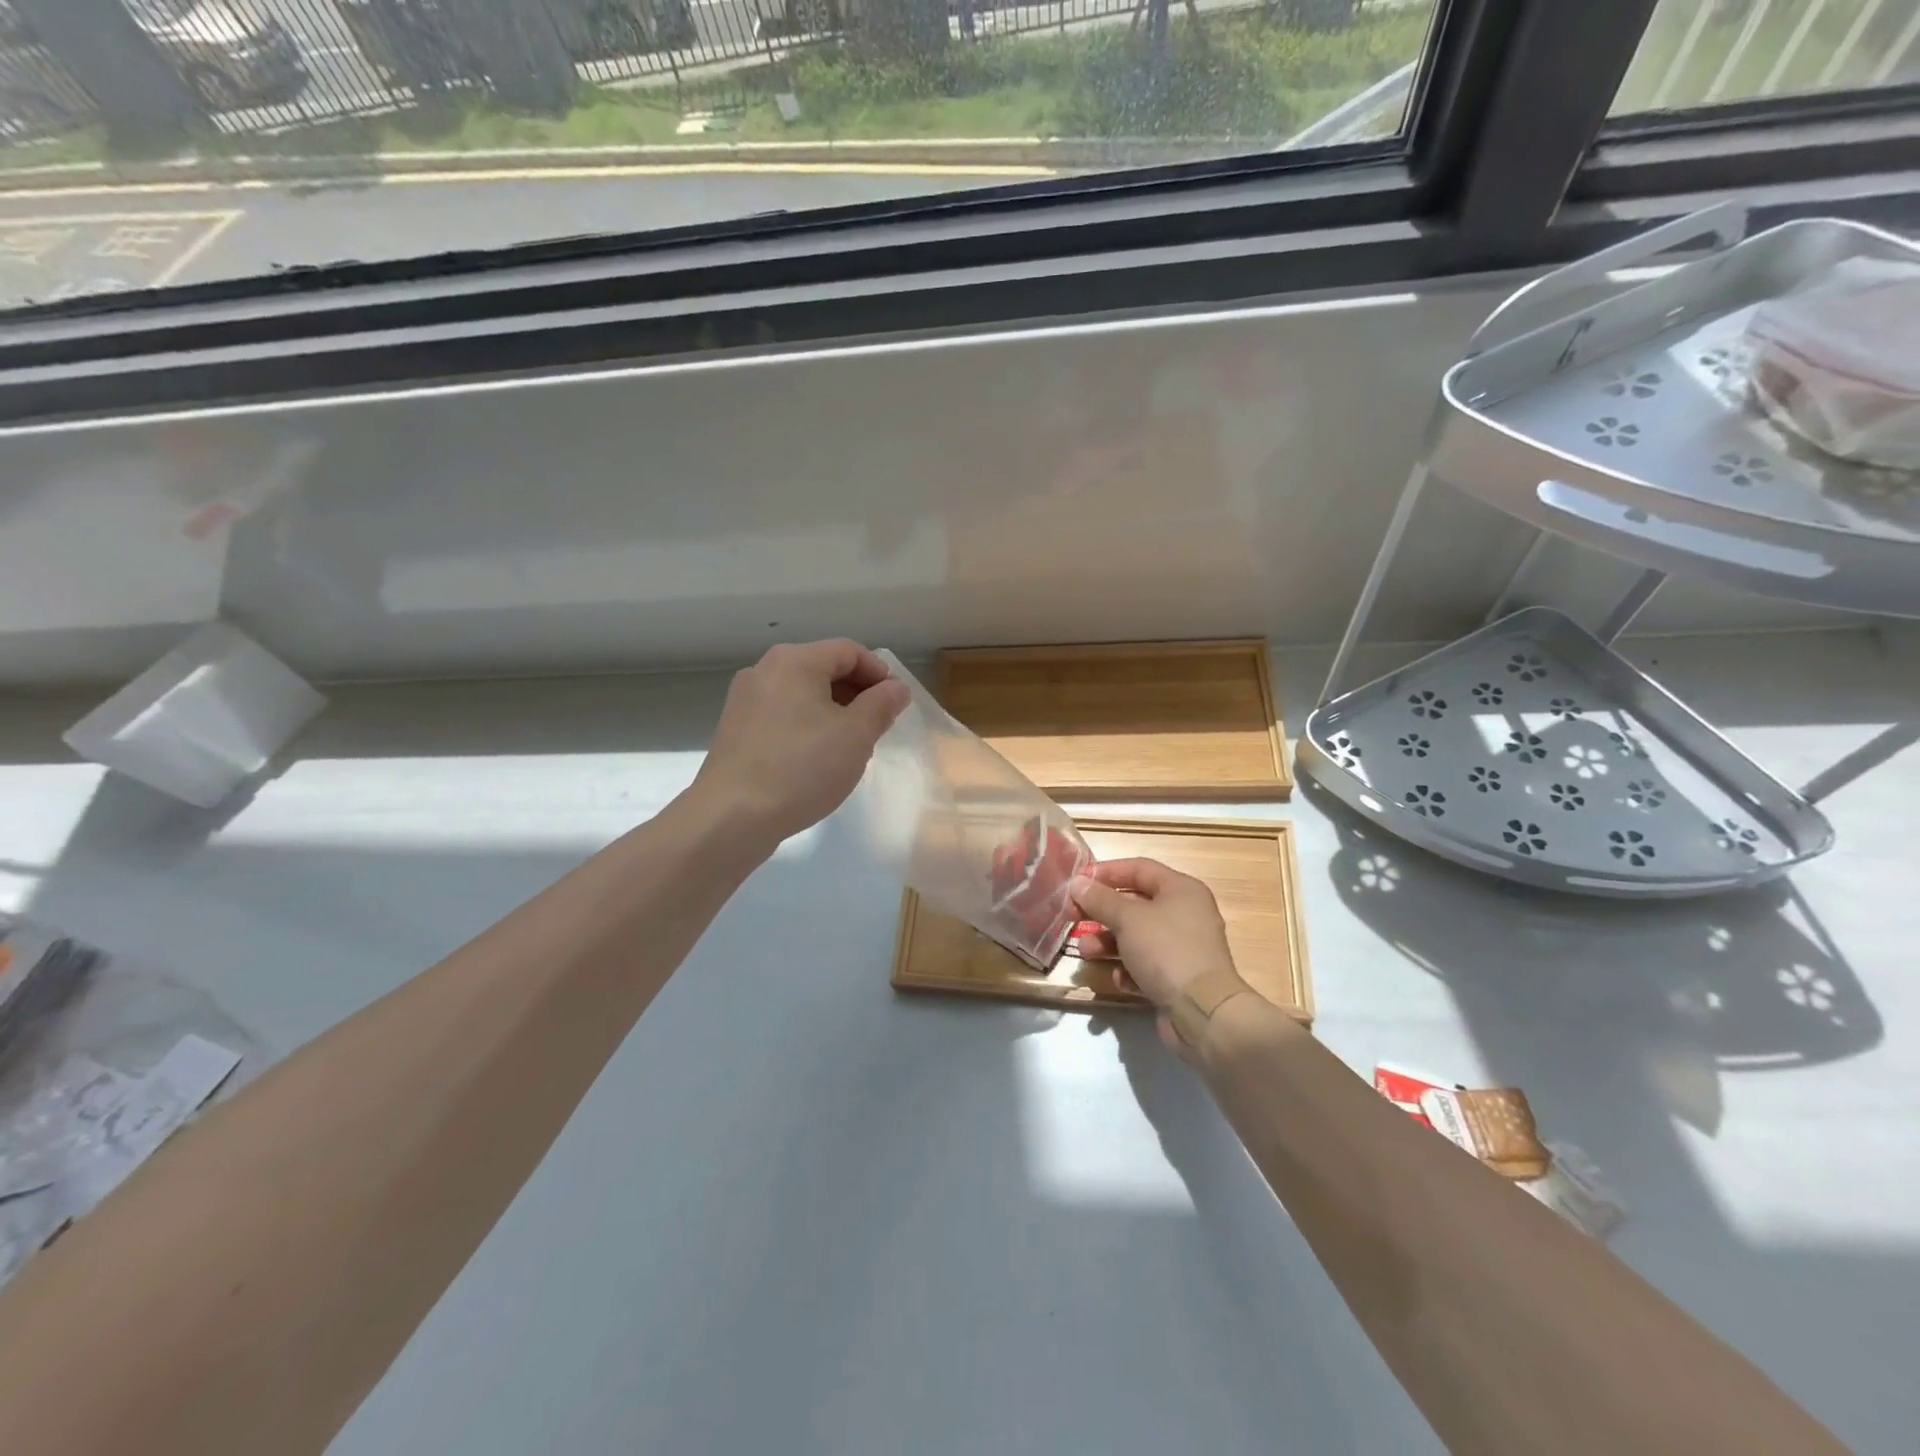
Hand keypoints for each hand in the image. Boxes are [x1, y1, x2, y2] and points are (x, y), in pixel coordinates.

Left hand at [694, 640, 910, 845]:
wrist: (731, 816)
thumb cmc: (802, 768)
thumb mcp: (856, 735)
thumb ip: (882, 705)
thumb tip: (896, 688)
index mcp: (795, 661)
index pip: (850, 651)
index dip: (880, 674)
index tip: (897, 705)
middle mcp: (765, 670)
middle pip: (824, 668)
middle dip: (858, 694)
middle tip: (879, 728)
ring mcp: (746, 700)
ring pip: (803, 694)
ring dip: (834, 713)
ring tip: (851, 747)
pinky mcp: (736, 730)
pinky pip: (783, 716)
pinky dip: (808, 727)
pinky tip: (817, 760)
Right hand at [1069, 858, 1239, 1055]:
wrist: (1204, 1013)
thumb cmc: (1166, 950)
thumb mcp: (1127, 919)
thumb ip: (1099, 899)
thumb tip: (1077, 883)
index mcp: (1181, 890)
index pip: (1139, 868)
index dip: (1106, 871)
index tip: (1077, 881)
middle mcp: (1185, 914)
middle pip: (1135, 904)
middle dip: (1102, 911)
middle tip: (1072, 916)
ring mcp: (1183, 948)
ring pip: (1136, 937)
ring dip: (1107, 943)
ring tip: (1085, 951)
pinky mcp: (1178, 978)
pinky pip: (1146, 966)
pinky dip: (1128, 969)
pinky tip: (1119, 979)